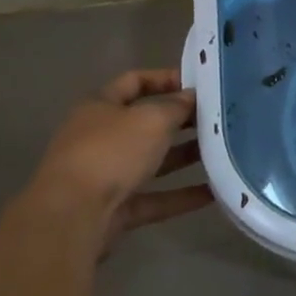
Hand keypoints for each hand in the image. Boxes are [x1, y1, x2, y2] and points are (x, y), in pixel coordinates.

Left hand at [32, 69, 212, 252]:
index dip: (166, 78)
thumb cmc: (111, 153)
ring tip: (223, 151)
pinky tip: (215, 191)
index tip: (200, 84)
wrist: (72, 217)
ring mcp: (106, 175)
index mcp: (100, 106)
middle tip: (218, 118)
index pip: (135, 81)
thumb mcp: (151, 120)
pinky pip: (155, 197)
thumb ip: (176, 106)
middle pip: (146, 123)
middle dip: (182, 121)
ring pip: (152, 161)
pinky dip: (182, 195)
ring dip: (185, 157)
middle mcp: (100, 138)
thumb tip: (192, 97)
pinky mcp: (116, 209)